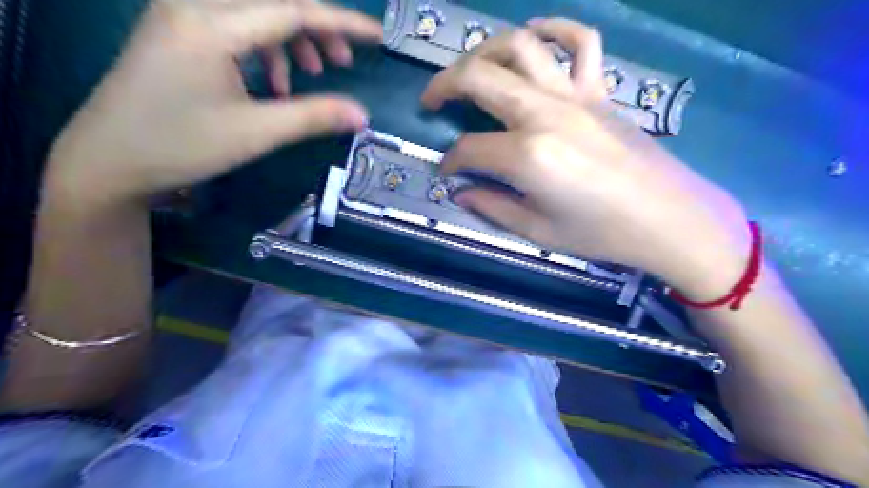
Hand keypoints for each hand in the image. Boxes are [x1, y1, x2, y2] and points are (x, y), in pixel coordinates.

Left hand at [43, 0, 380, 203]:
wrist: (109, 159)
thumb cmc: (180, 145)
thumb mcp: (256, 132)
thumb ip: (313, 117)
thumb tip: (362, 115)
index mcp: (211, 23)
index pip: (293, 10)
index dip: (342, 23)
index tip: (378, 37)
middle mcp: (194, 5)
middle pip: (275, 3)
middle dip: (317, 30)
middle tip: (343, 62)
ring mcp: (183, 16)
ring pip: (257, 13)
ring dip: (292, 40)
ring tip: (312, 75)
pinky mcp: (181, 33)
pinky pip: (237, 27)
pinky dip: (266, 50)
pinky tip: (274, 83)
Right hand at [421, 19, 746, 296]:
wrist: (668, 220)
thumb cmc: (600, 234)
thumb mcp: (537, 232)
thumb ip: (492, 206)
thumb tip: (460, 191)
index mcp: (528, 156)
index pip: (469, 149)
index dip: (450, 162)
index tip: (447, 173)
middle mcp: (545, 114)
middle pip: (480, 78)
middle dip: (444, 85)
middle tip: (432, 101)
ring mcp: (575, 96)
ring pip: (520, 47)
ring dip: (485, 51)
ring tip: (471, 69)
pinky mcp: (600, 92)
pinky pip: (581, 43)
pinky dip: (556, 29)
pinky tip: (536, 34)